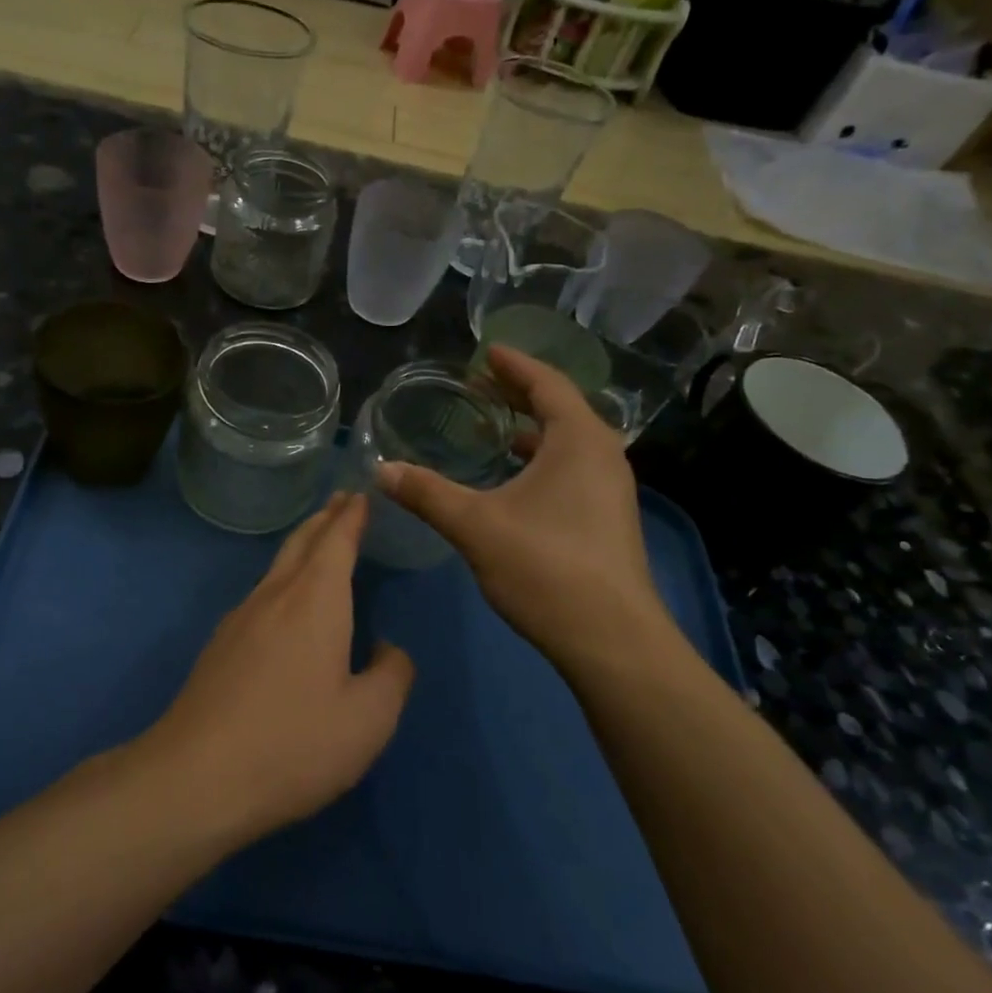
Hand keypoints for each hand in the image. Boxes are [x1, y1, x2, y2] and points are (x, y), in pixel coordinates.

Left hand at [139, 494, 414, 845]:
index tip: (361, 493)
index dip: (351, 516)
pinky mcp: (220, 645)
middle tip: (342, 501)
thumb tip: (387, 649)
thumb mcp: (368, 720)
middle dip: (325, 519)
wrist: (197, 776)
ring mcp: (240, 618)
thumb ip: (391, 676)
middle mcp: (275, 596)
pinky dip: (283, 578)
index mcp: (315, 601)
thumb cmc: (294, 743)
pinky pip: (261, 594)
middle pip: (302, 543)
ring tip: (319, 542)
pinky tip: (286, 603)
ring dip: (302, 546)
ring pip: (277, 567)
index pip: (336, 541)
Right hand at [376, 345, 674, 670]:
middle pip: (560, 409)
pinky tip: (512, 480)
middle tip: (480, 385)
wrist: (611, 640)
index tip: (486, 352)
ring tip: (492, 428)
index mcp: (579, 440)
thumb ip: (427, 493)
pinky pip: (571, 469)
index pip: (548, 384)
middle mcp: (602, 456)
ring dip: (531, 430)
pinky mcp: (607, 519)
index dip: (515, 365)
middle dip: (520, 394)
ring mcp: (610, 490)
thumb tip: (381, 469)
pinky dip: (540, 460)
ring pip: (567, 442)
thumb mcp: (475, 525)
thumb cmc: (545, 567)